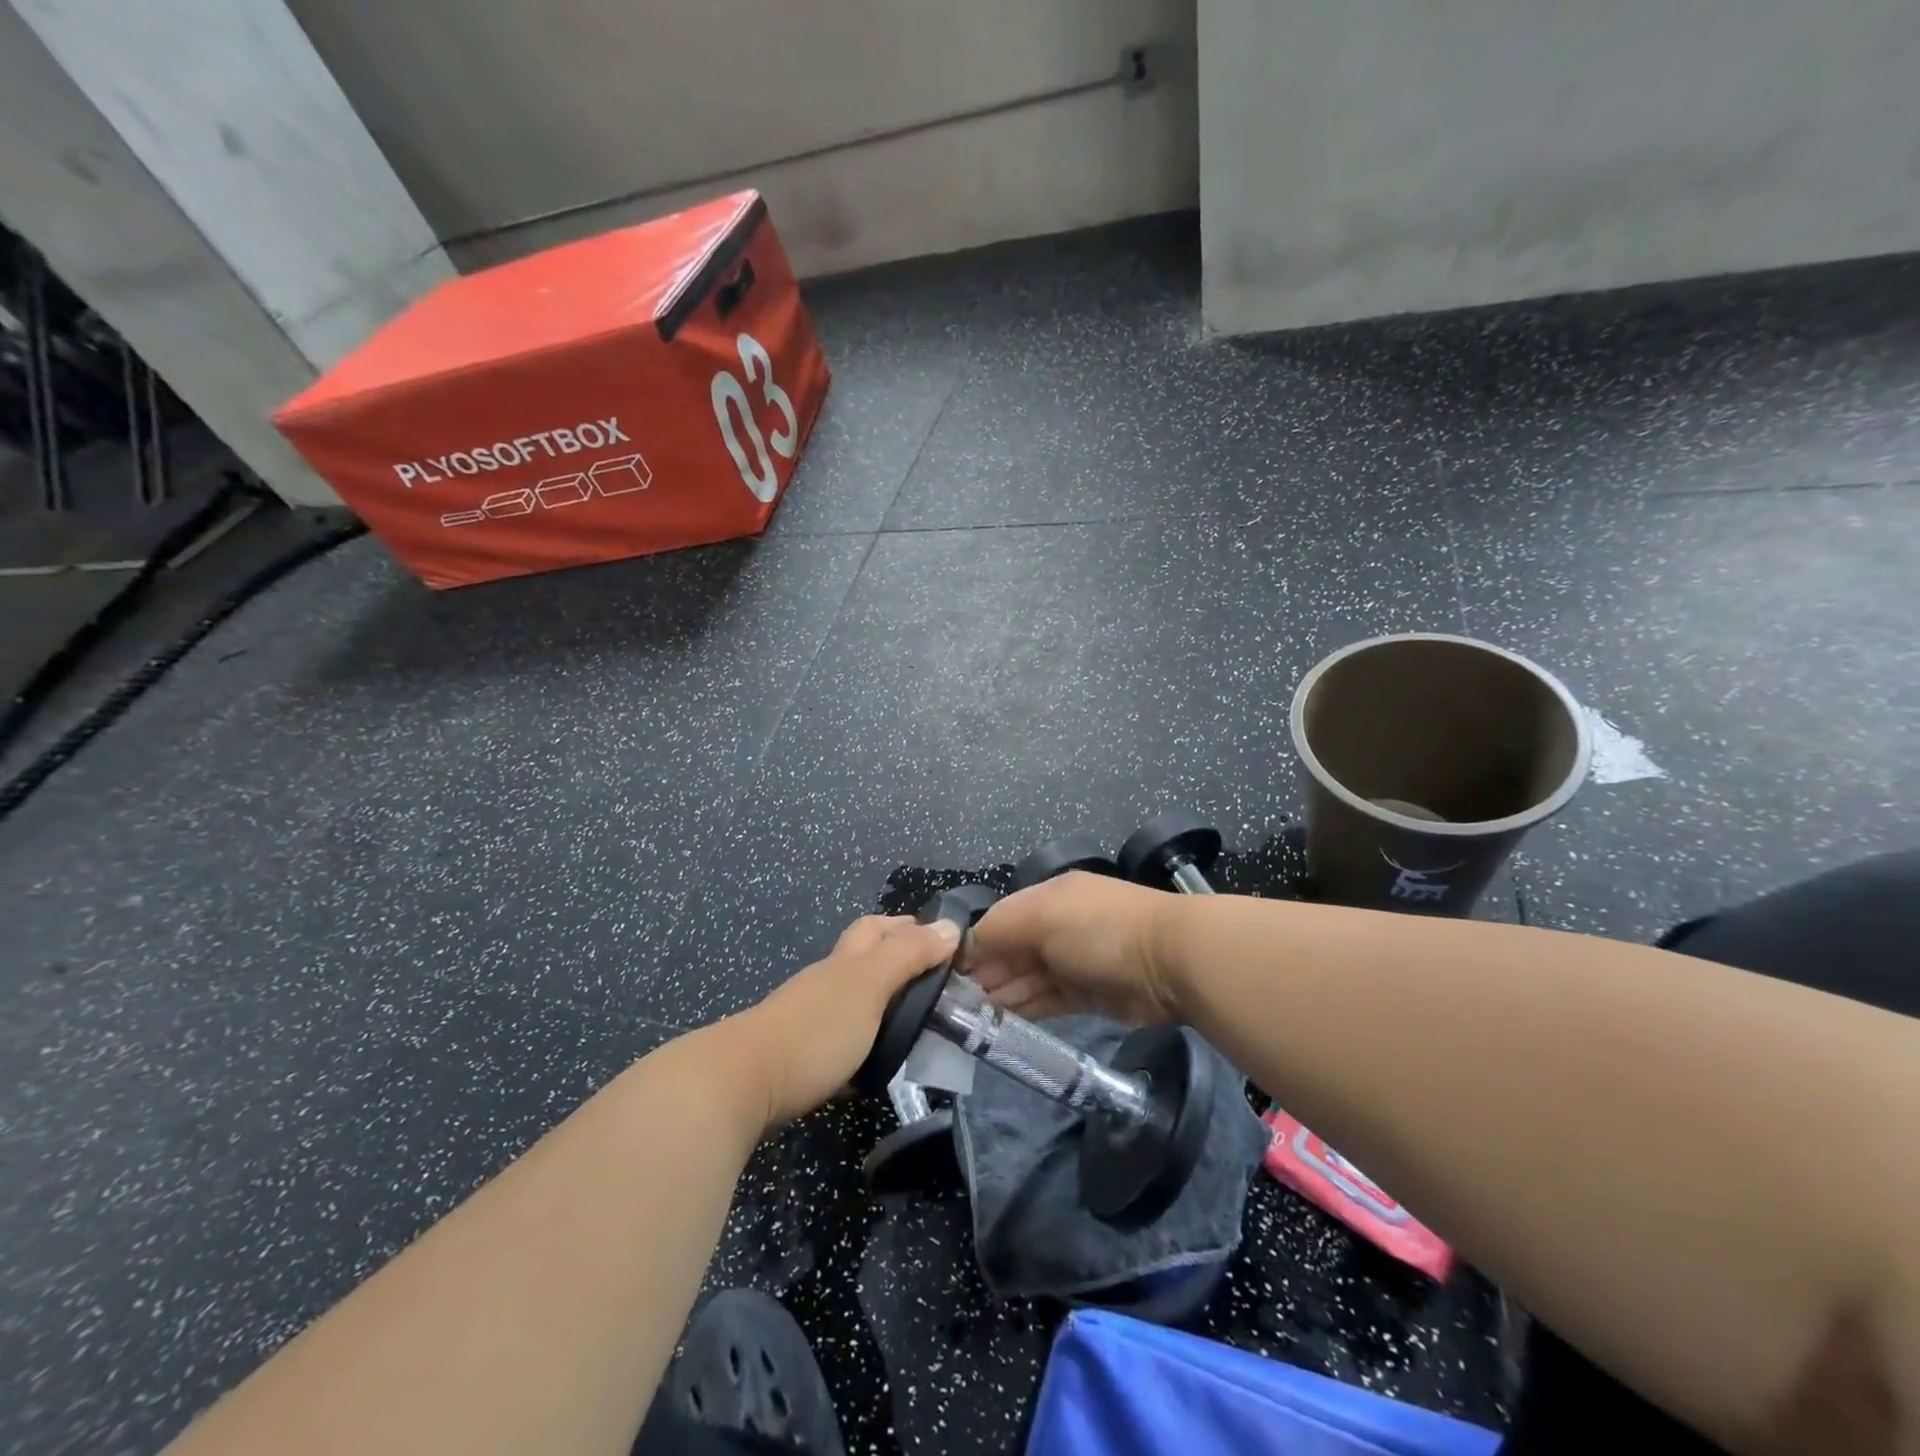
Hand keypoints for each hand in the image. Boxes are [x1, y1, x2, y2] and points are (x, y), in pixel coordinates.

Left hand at [731, 914, 961, 1128]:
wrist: (744, 1082)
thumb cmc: (815, 1029)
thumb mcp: (869, 986)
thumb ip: (908, 956)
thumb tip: (950, 925)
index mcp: (846, 961)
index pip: (877, 928)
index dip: (906, 926)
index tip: (942, 939)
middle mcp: (827, 982)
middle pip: (862, 957)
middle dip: (894, 958)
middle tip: (932, 980)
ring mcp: (809, 1018)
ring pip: (851, 999)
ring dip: (881, 1003)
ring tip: (914, 1023)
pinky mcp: (799, 1056)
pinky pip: (839, 1039)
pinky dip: (862, 1042)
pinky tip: (876, 1062)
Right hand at [964, 872, 1181, 1024]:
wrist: (1170, 961)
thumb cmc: (1098, 928)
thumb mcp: (1041, 915)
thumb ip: (998, 929)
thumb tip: (966, 948)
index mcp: (1046, 898)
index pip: (998, 920)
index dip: (973, 946)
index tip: (946, 975)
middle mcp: (1056, 927)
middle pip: (1010, 952)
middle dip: (983, 975)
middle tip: (951, 1006)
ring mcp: (1073, 962)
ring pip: (1026, 979)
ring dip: (1000, 997)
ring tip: (967, 1021)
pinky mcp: (1087, 995)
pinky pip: (1047, 1001)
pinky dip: (1024, 1010)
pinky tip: (999, 1025)